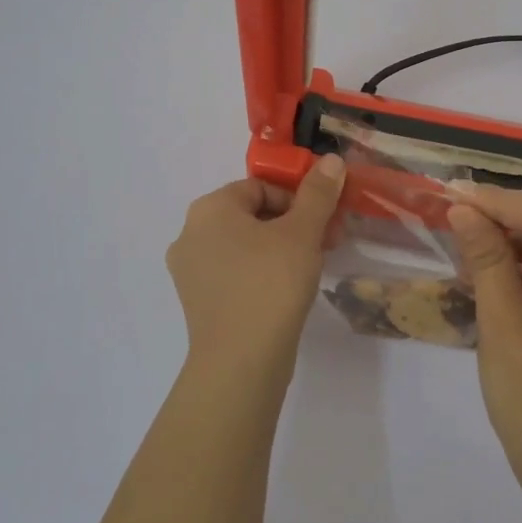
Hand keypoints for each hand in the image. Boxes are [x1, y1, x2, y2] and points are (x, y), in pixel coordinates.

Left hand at [165, 155, 347, 385]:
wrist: (241, 362)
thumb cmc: (271, 284)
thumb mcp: (302, 233)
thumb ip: (318, 194)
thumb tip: (331, 160)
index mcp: (209, 209)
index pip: (260, 188)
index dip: (298, 200)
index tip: (325, 222)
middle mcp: (190, 234)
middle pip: (252, 216)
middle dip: (293, 225)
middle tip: (326, 244)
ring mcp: (190, 271)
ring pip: (244, 246)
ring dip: (280, 249)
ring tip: (311, 269)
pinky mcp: (198, 302)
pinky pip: (234, 274)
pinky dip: (261, 274)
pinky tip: (286, 293)